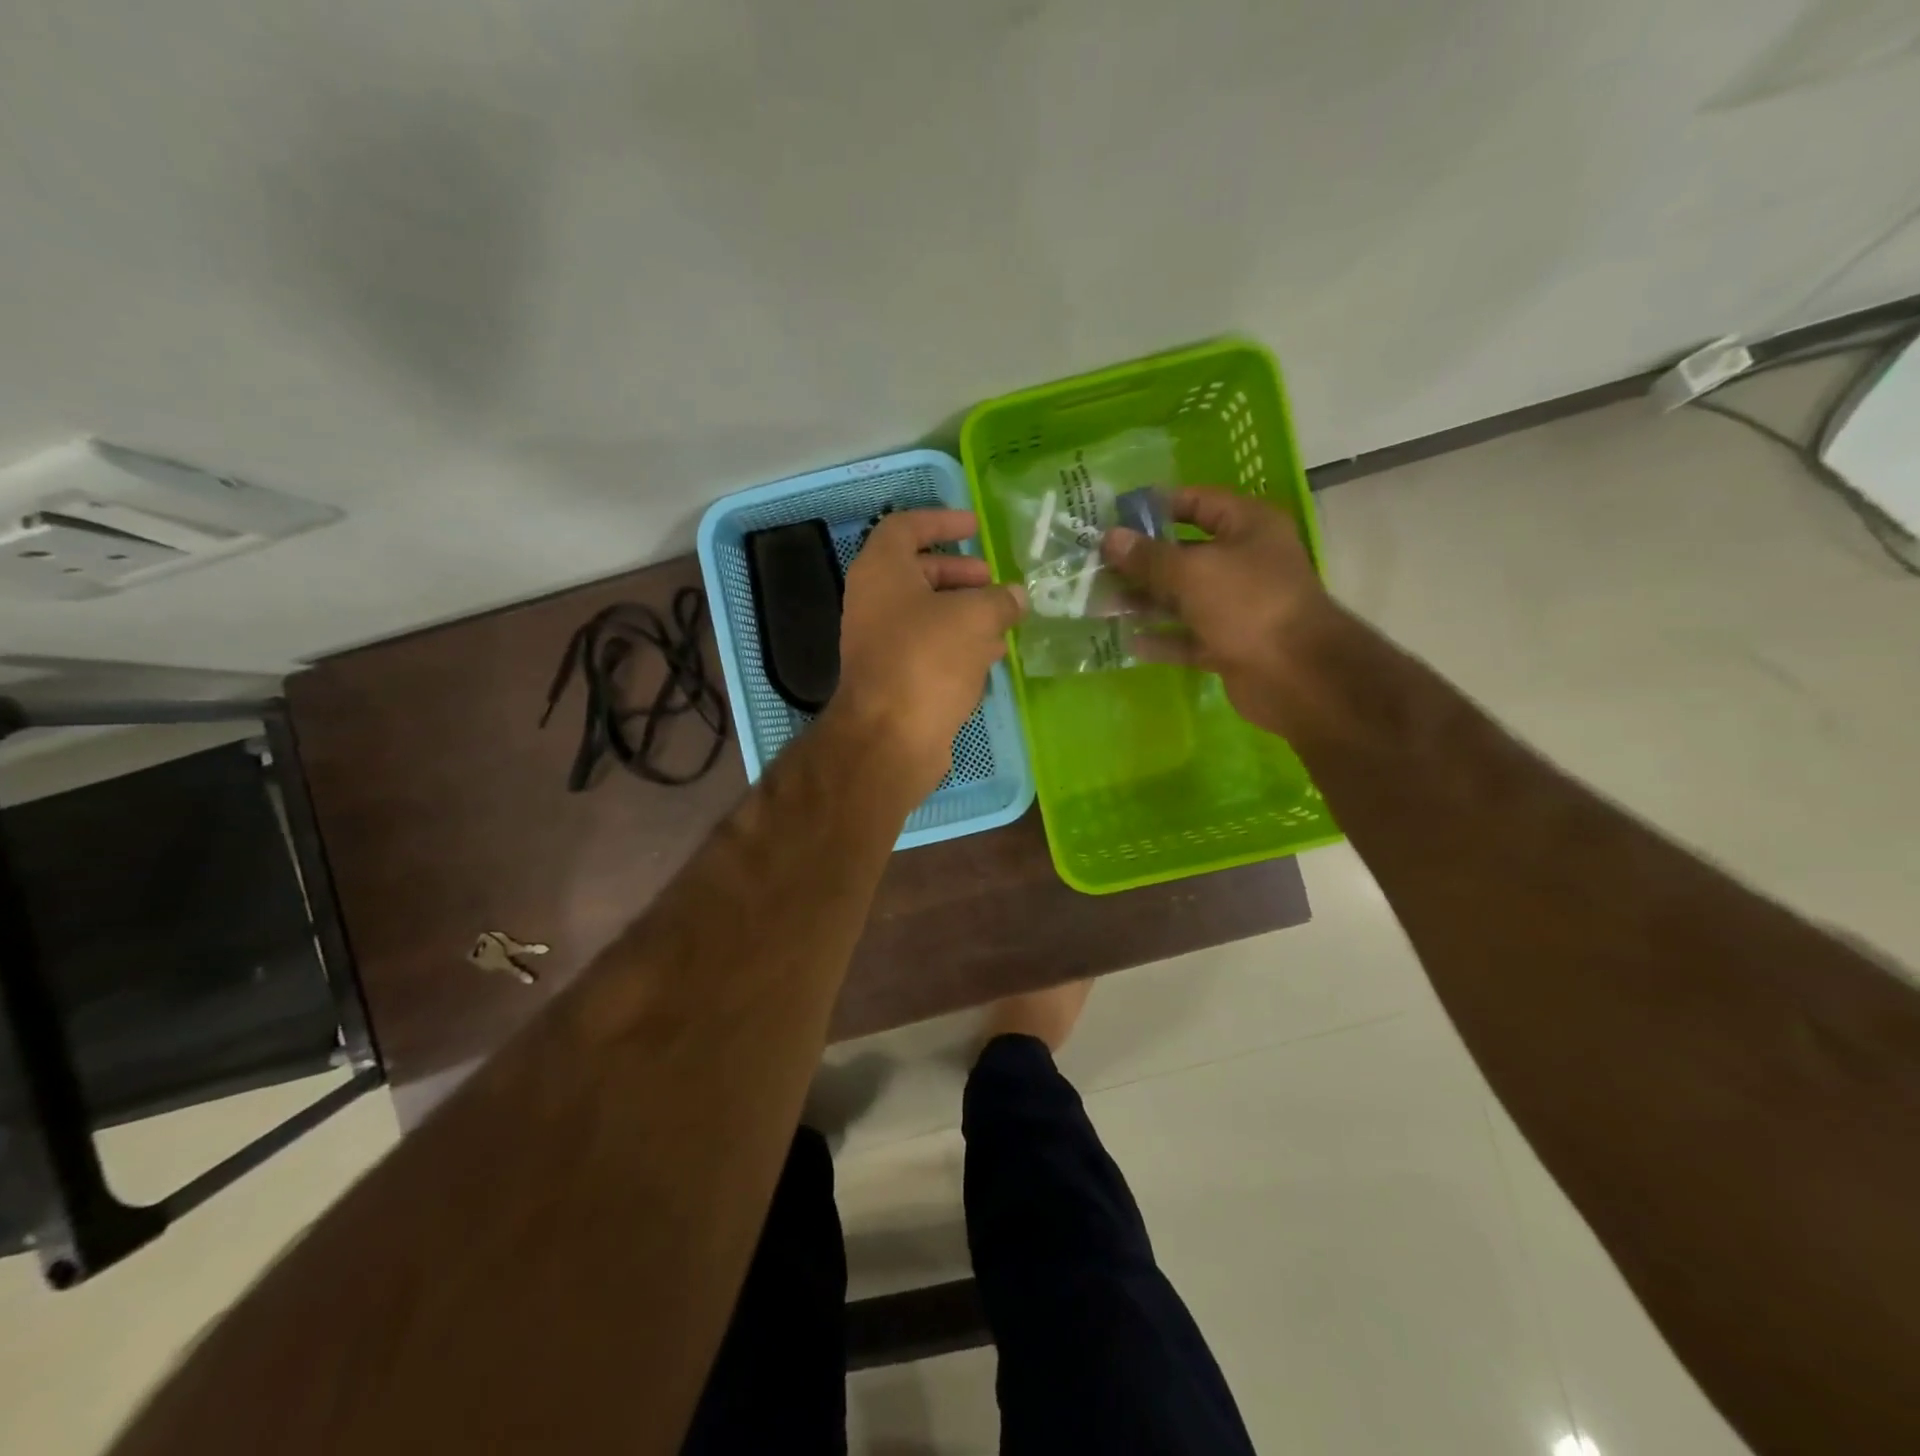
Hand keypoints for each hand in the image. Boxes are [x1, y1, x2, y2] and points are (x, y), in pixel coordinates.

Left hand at [828, 509, 1026, 800]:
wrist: (891, 737)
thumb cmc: (927, 660)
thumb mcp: (974, 617)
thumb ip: (1000, 600)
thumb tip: (1017, 597)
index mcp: (881, 572)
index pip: (905, 528)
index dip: (941, 521)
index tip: (975, 525)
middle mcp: (874, 603)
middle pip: (918, 573)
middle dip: (959, 573)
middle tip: (993, 581)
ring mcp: (882, 643)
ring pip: (927, 615)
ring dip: (964, 612)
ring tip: (1003, 618)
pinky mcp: (896, 679)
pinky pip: (929, 649)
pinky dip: (959, 645)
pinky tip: (991, 654)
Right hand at [1101, 487, 1331, 733]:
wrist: (1297, 676)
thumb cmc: (1248, 605)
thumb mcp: (1192, 572)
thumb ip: (1148, 557)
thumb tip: (1109, 538)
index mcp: (1248, 527)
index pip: (1197, 503)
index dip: (1156, 507)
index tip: (1115, 517)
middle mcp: (1244, 561)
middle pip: (1184, 554)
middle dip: (1141, 562)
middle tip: (1096, 567)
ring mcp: (1238, 606)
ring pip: (1182, 598)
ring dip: (1144, 601)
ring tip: (1100, 605)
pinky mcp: (1230, 644)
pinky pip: (1188, 636)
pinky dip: (1161, 638)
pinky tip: (1128, 641)